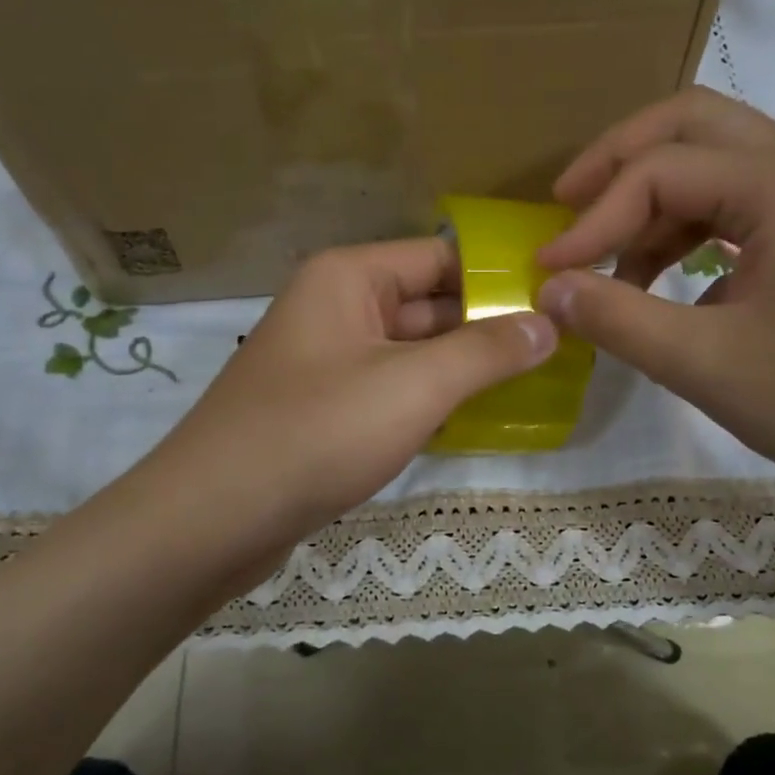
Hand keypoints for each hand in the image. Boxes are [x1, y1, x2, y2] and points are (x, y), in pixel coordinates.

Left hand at [146, 238, 557, 561]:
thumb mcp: (414, 385)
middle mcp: (335, 309)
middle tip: (561, 346)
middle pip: (428, 305)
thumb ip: (486, 351)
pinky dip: (430, 402)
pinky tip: (477, 420)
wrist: (214, 518)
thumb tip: (549, 322)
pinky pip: (390, 391)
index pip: (441, 257)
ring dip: (464, 368)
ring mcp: (327, 363)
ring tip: (536, 381)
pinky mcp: (324, 412)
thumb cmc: (318, 432)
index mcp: (349, 278)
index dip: (499, 275)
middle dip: (488, 326)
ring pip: (411, 353)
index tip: (559, 298)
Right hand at [535, 87, 774, 518]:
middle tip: (566, 205)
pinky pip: (743, 210)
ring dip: (655, 201)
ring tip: (611, 265)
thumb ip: (618, 319)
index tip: (546, 269)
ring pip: (719, 166)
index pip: (660, 171)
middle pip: (694, 126)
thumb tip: (549, 288)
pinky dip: (692, 233)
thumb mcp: (707, 364)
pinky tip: (668, 286)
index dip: (592, 218)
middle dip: (620, 161)